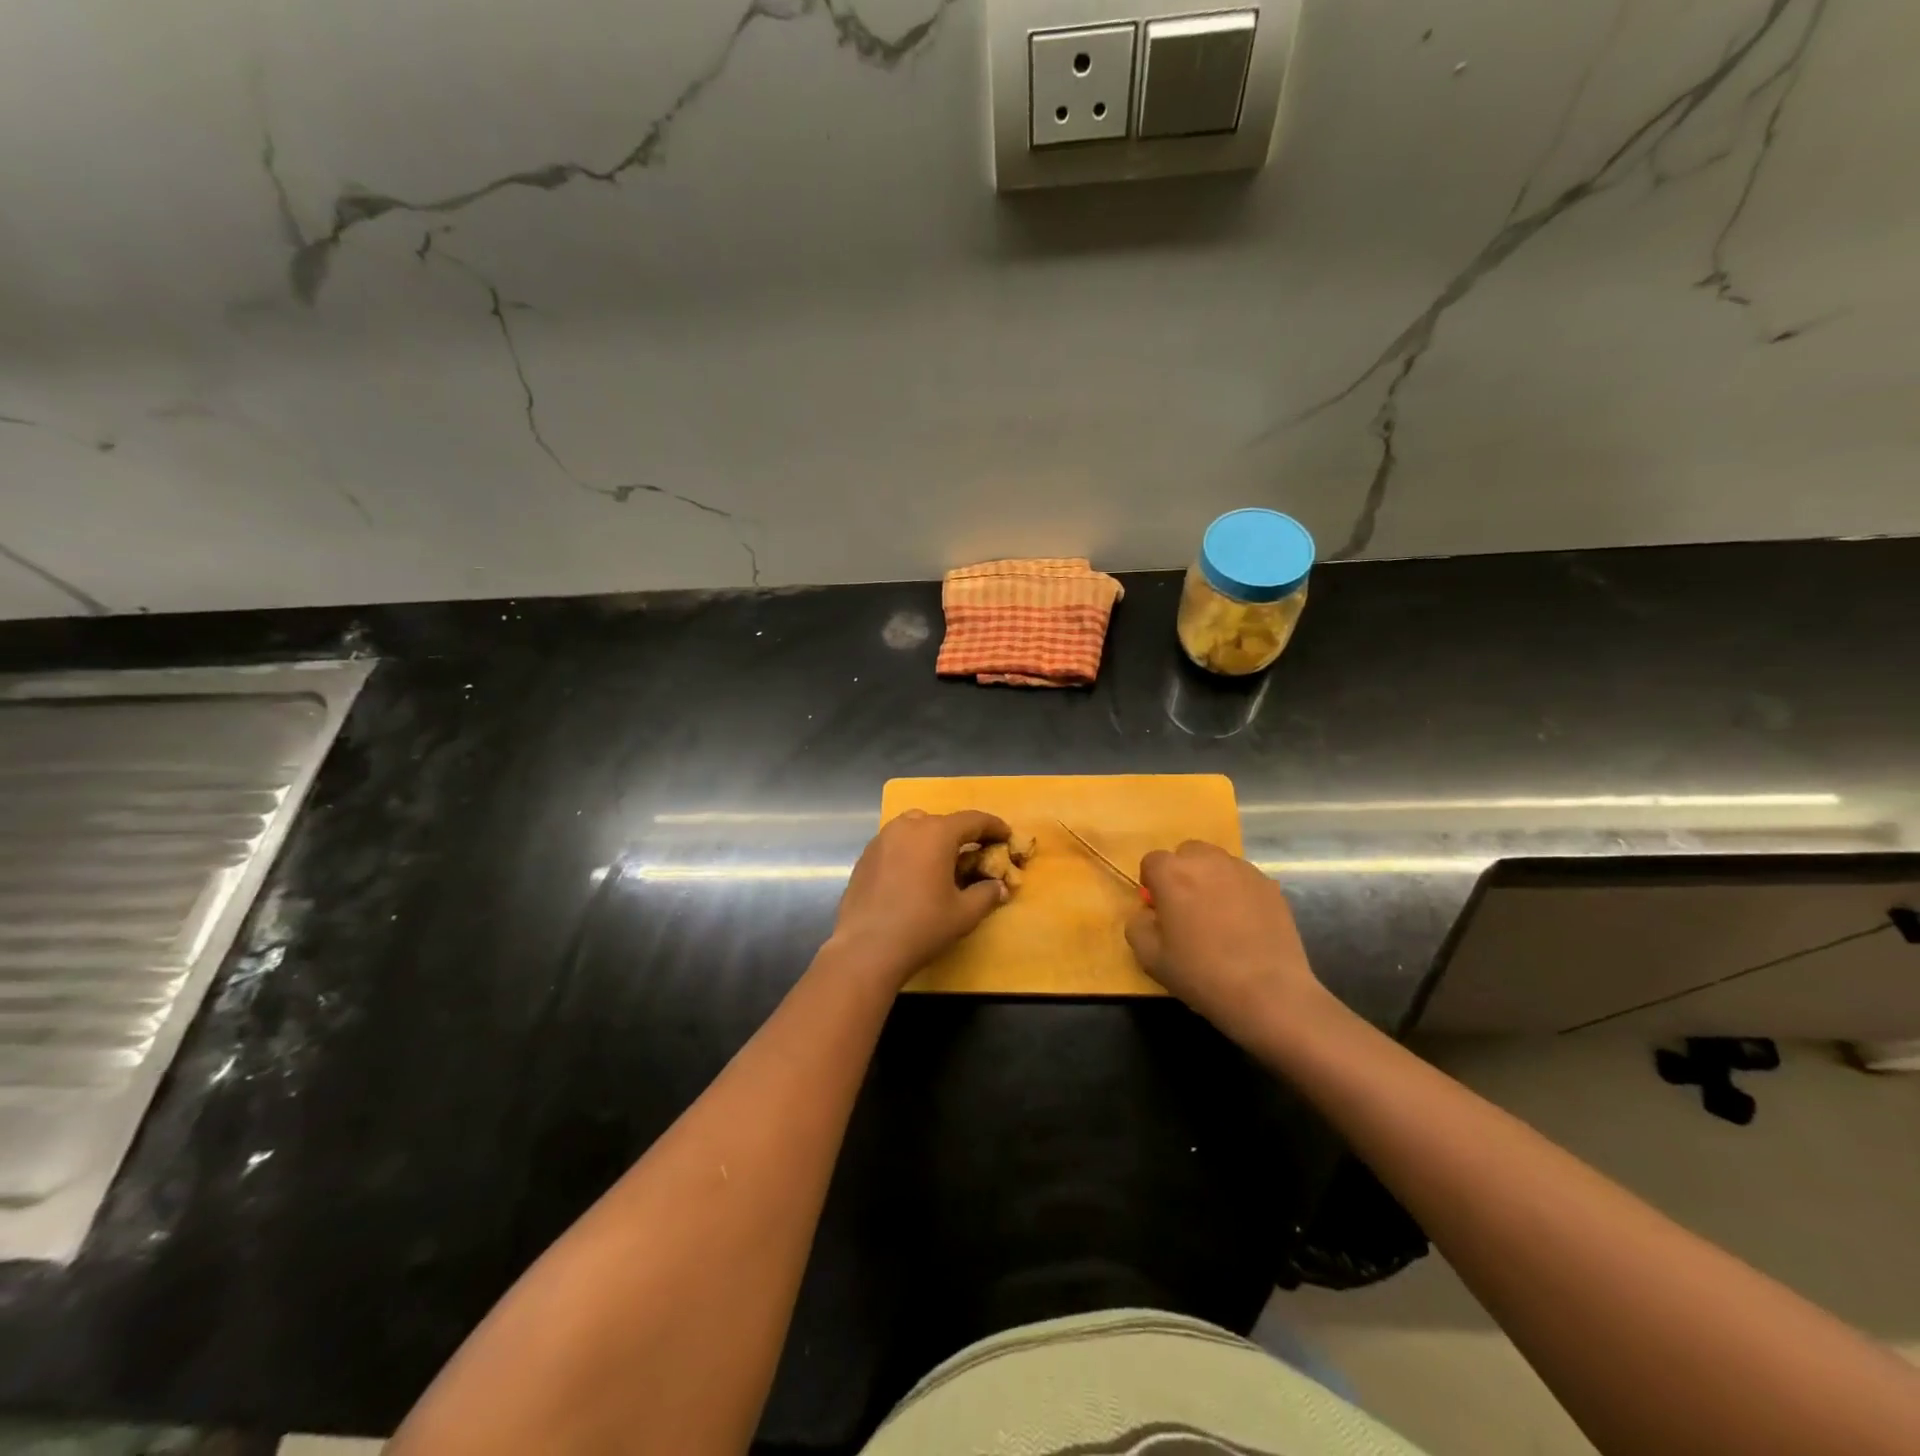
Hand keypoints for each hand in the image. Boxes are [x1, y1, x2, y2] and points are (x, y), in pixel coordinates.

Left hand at [831, 810, 1012, 984]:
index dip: (993, 827)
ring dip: (934, 840)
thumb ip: (987, 894)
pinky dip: (912, 851)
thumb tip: (999, 886)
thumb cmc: (921, 927)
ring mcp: (882, 840)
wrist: (865, 949)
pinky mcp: (865, 857)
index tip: (1007, 836)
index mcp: (936, 833)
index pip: (973, 820)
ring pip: (915, 829)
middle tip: (976, 855)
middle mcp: (907, 827)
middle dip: (962, 835)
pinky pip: (896, 844)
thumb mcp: (964, 913)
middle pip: (942, 822)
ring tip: (943, 864)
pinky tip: (914, 876)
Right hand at [1126, 840, 1334, 1044]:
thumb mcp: (1150, 958)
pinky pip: (1243, 879)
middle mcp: (1207, 860)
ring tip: (1218, 915)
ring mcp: (1243, 870)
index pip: (1152, 861)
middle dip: (1182, 874)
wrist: (1267, 992)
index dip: (1152, 884)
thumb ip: (1137, 925)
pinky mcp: (1270, 886)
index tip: (1159, 910)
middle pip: (1187, 853)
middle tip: (1187, 909)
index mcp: (1172, 873)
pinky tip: (1244, 924)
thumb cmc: (1201, 974)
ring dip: (1210, 879)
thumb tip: (1148, 913)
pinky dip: (1238, 892)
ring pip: (1217, 862)